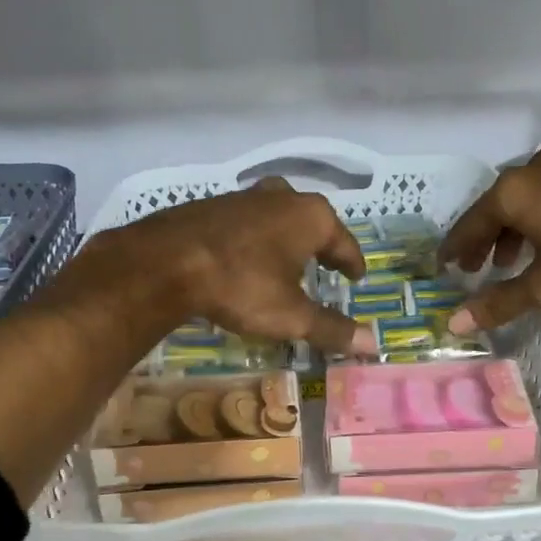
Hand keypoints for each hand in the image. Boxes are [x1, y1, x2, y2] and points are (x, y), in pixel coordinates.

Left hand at [72, 177, 376, 356]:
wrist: (166, 261)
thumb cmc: (242, 285)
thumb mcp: (291, 315)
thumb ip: (332, 328)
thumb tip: (373, 344)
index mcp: (312, 217)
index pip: (344, 243)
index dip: (352, 264)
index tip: (357, 277)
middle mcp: (283, 197)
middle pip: (312, 223)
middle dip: (319, 246)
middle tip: (325, 267)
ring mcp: (246, 196)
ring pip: (278, 218)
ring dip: (285, 240)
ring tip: (285, 264)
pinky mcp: (214, 204)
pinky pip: (248, 222)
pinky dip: (255, 239)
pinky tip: (245, 259)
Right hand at [440, 148, 540, 333]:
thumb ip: (499, 302)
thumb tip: (454, 323)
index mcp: (513, 191)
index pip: (469, 224)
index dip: (454, 250)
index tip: (442, 268)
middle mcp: (534, 170)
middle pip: (495, 209)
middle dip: (483, 241)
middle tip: (473, 269)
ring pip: (526, 201)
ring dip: (513, 231)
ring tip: (512, 261)